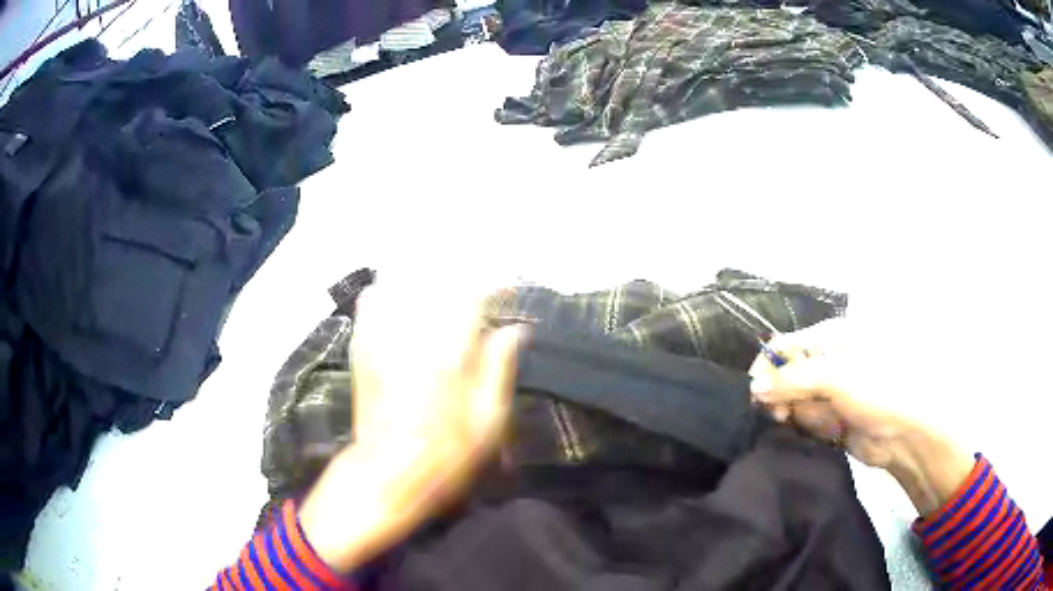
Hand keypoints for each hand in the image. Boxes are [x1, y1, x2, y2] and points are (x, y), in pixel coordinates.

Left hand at [298, 278, 523, 572]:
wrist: (389, 473)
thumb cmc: (448, 455)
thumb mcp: (490, 421)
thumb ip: (500, 368)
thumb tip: (514, 331)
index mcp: (451, 352)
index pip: (473, 294)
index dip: (493, 285)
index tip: (506, 290)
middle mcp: (415, 334)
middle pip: (436, 280)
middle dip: (460, 276)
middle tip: (474, 291)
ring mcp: (383, 338)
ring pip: (402, 284)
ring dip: (424, 279)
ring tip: (439, 287)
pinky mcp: (362, 348)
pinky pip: (371, 303)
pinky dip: (387, 293)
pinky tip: (398, 299)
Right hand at [748, 319, 915, 468]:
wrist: (903, 433)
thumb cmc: (875, 390)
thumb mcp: (835, 377)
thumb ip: (792, 380)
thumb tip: (753, 388)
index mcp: (829, 339)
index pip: (785, 346)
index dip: (767, 366)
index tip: (754, 393)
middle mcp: (825, 363)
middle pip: (785, 376)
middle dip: (780, 395)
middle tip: (780, 413)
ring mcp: (828, 393)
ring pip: (792, 402)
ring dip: (796, 414)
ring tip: (815, 422)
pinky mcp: (829, 420)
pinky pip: (804, 422)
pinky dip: (806, 428)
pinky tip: (820, 431)